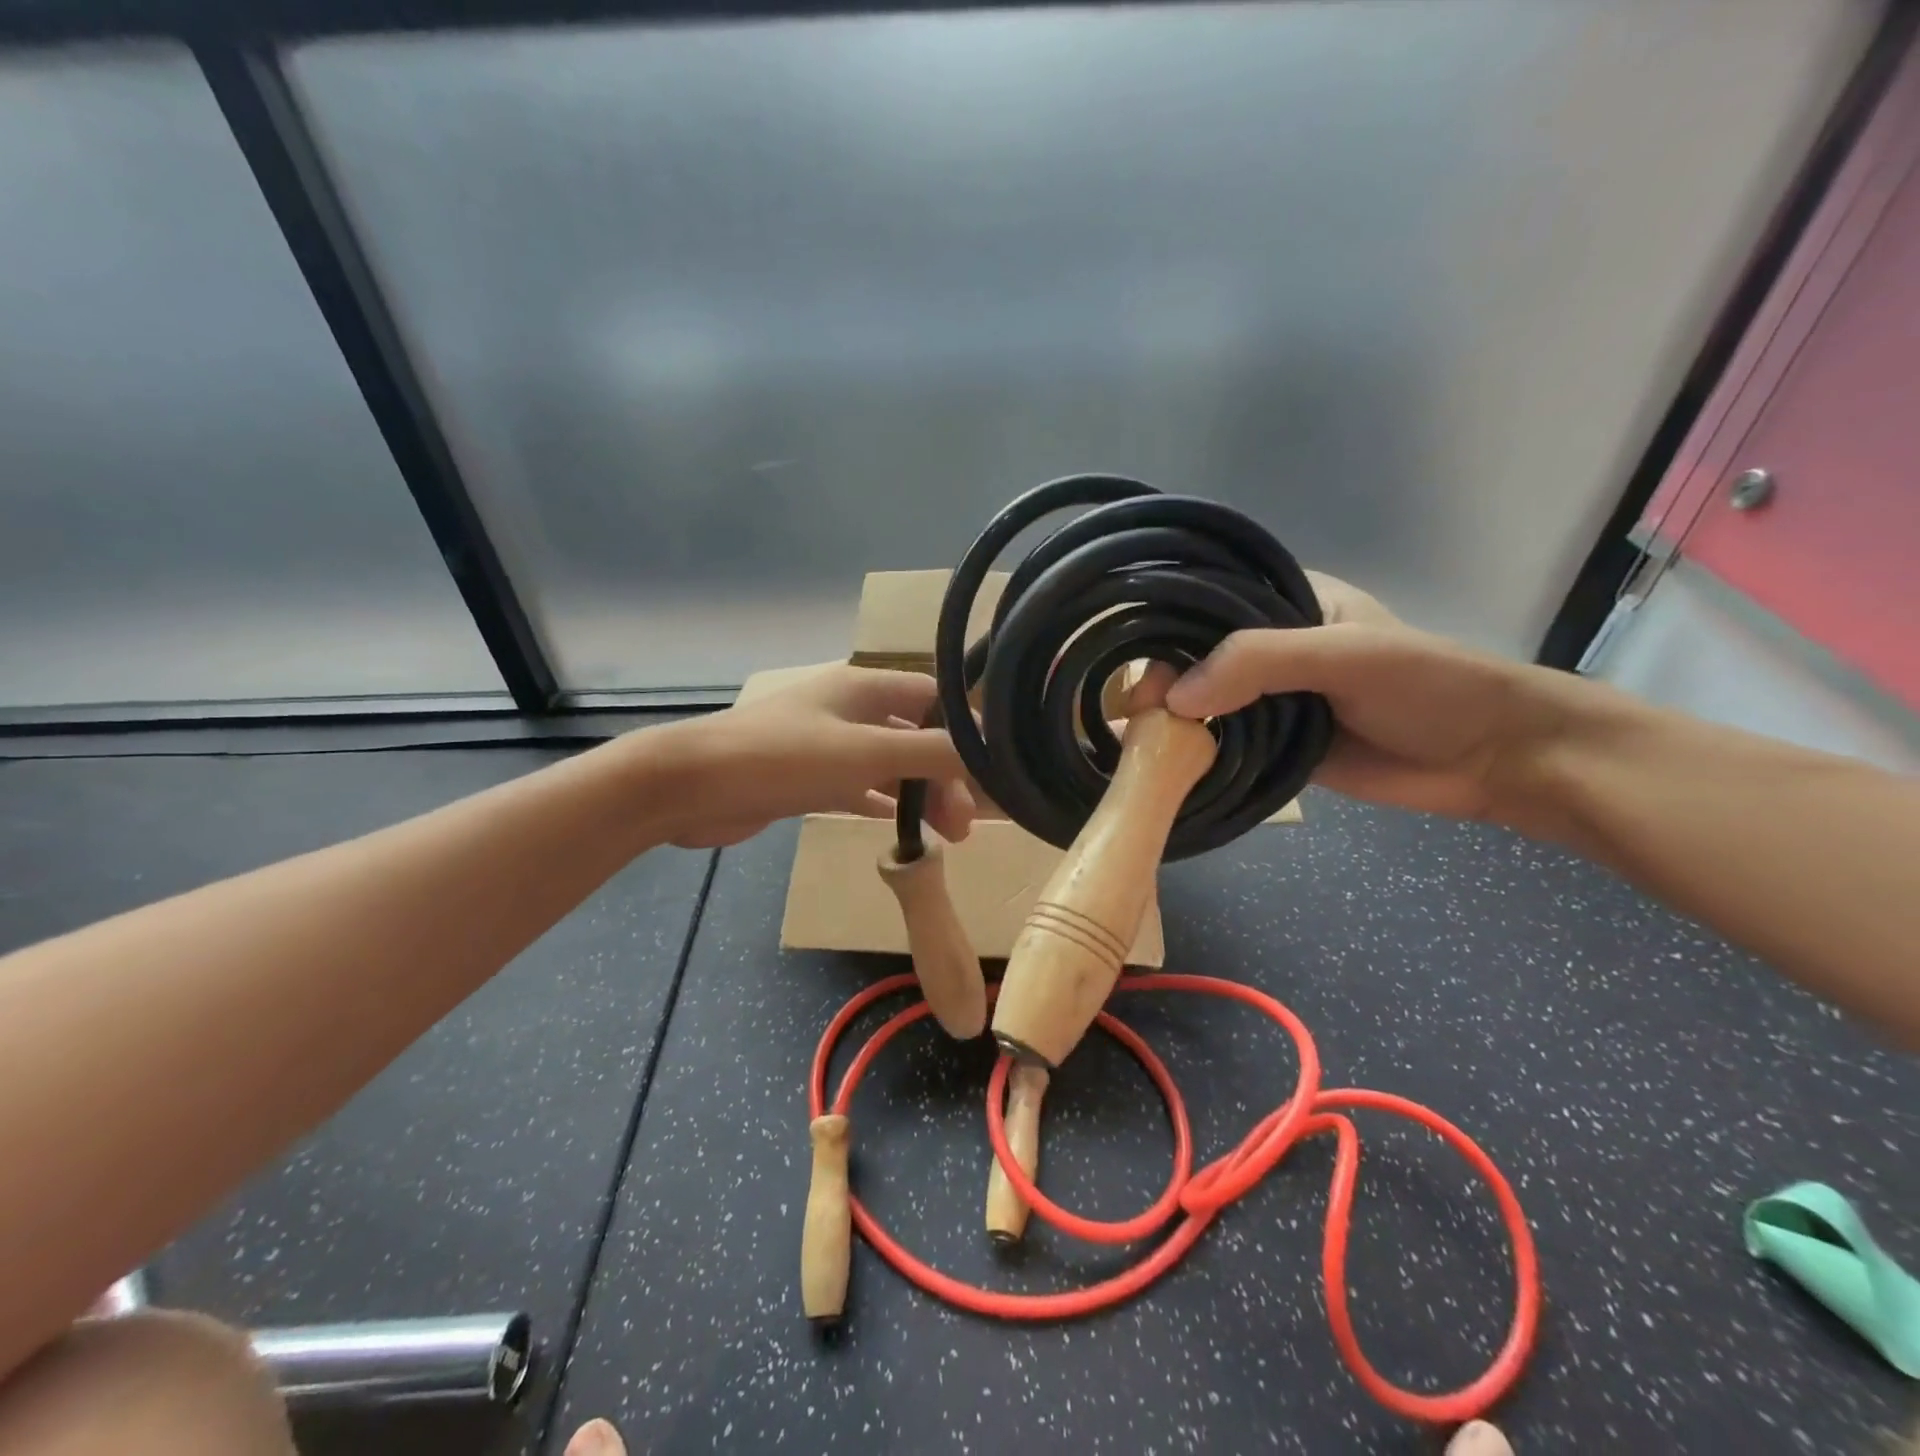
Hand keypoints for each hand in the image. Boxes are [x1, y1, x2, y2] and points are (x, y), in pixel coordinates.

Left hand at [651, 666, 976, 849]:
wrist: (691, 786)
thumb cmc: (782, 758)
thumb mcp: (864, 753)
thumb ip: (929, 752)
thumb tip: (989, 755)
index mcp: (865, 687)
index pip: (935, 699)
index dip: (966, 731)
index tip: (991, 774)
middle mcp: (851, 709)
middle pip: (916, 736)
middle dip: (945, 776)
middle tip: (965, 826)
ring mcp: (829, 744)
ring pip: (891, 765)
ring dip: (920, 794)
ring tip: (947, 835)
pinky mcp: (809, 777)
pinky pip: (862, 787)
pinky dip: (886, 803)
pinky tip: (905, 829)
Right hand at [1164, 574, 1571, 827]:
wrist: (1493, 757)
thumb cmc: (1428, 686)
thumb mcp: (1342, 656)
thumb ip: (1258, 663)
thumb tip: (1173, 701)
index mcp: (1288, 601)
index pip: (1208, 605)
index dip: (1166, 630)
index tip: (1133, 666)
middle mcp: (1271, 646)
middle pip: (1199, 657)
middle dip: (1163, 681)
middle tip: (1131, 714)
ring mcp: (1273, 698)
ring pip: (1207, 704)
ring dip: (1173, 722)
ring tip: (1131, 741)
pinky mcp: (1277, 745)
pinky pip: (1225, 744)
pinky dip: (1195, 754)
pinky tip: (1158, 763)